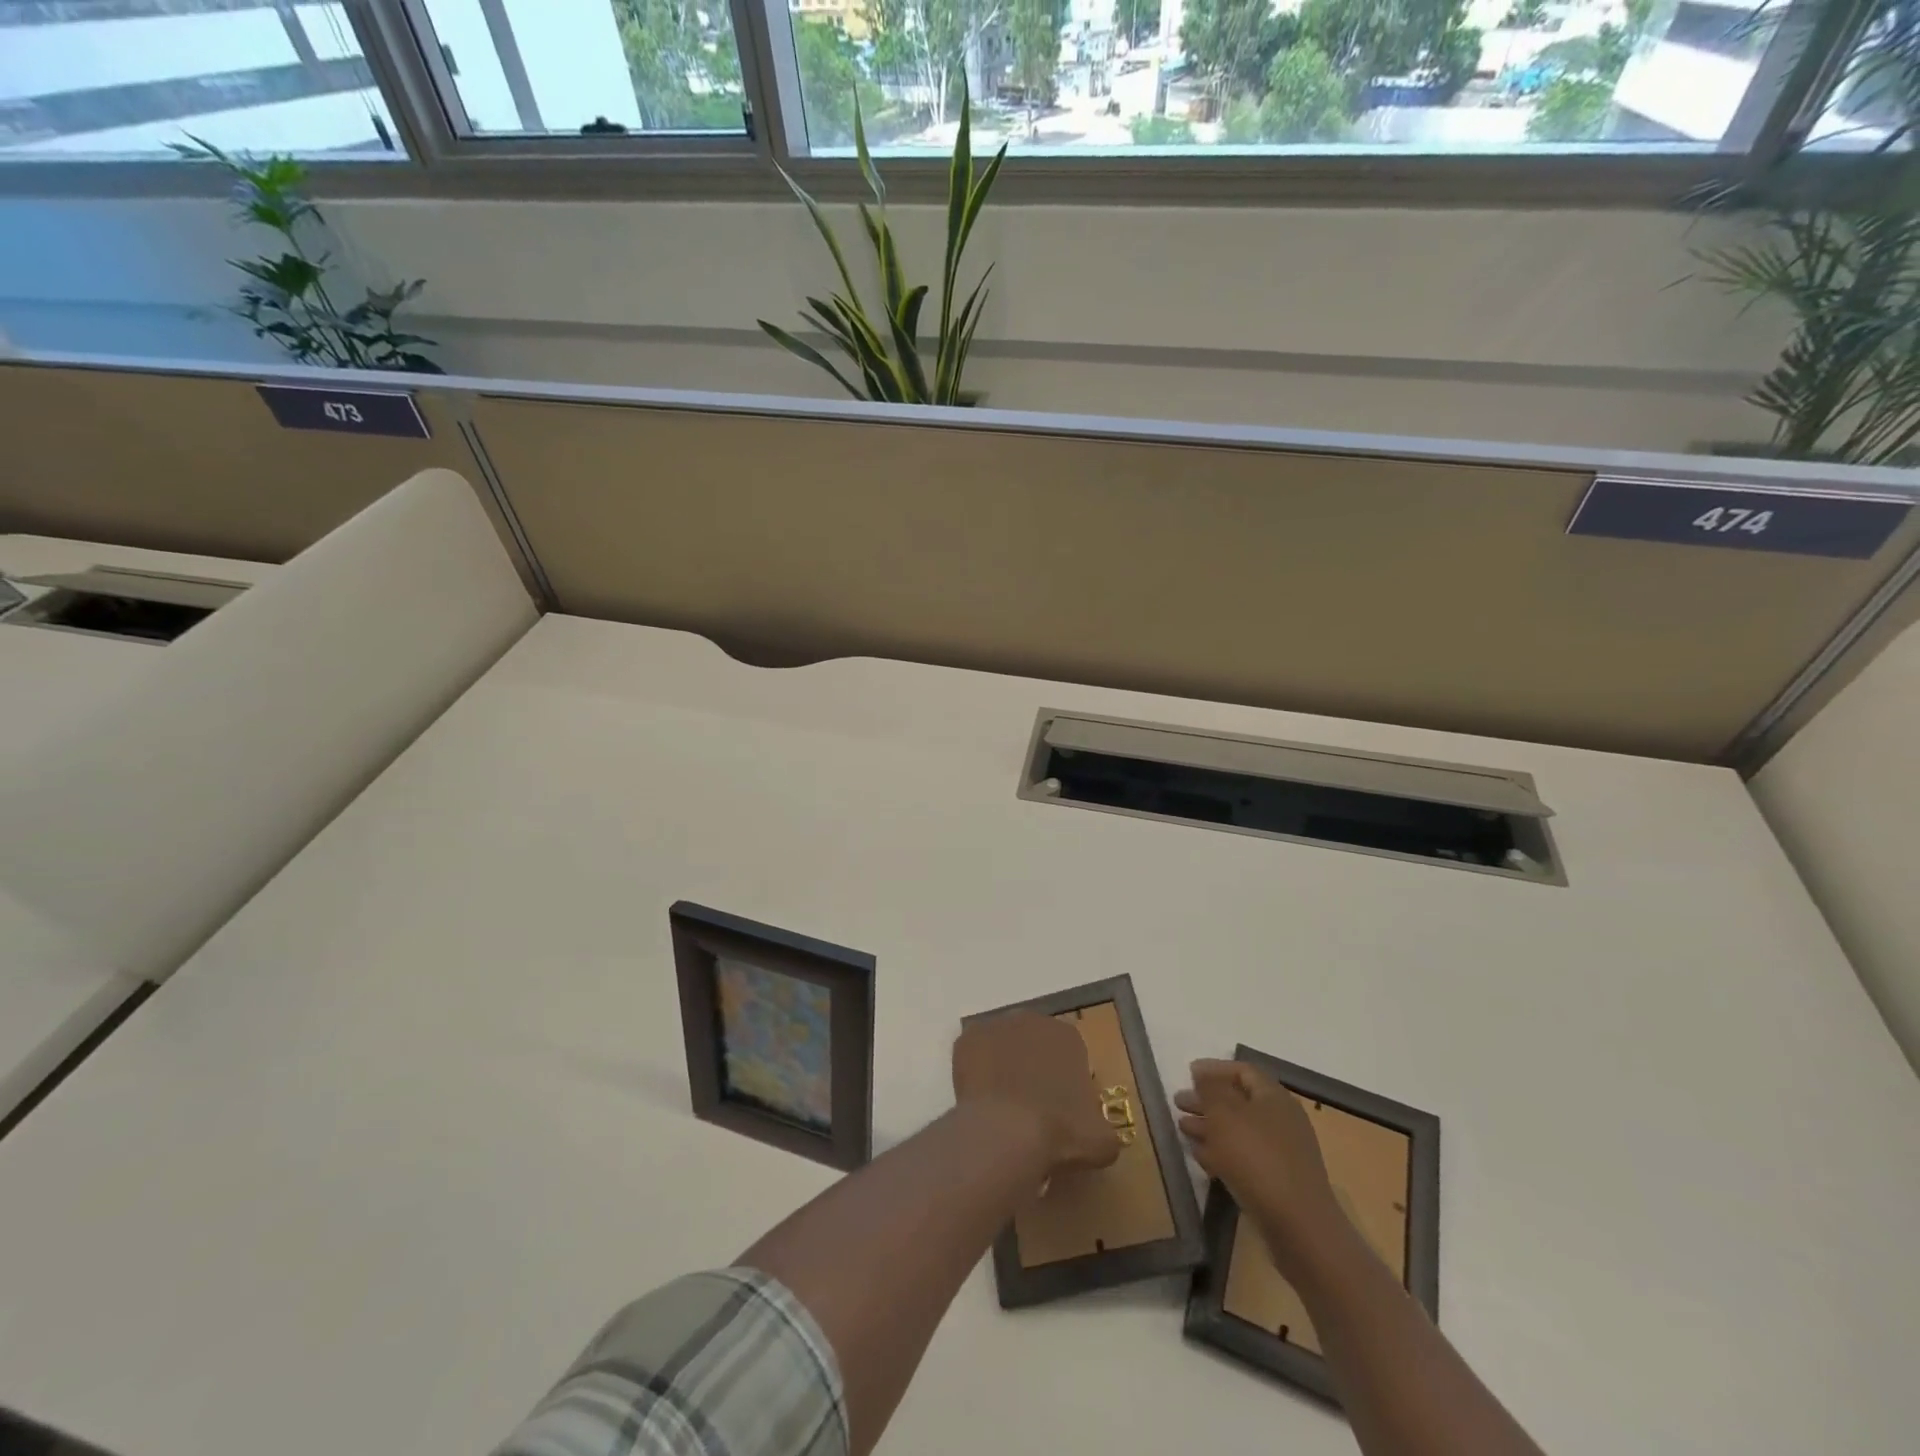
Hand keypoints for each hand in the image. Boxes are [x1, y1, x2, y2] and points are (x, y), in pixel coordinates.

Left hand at [952, 1011, 1122, 1175]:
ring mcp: (996, 1026)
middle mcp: (1032, 1021)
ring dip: (1004, 1066)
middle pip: (1034, 1043)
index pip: (1070, 1052)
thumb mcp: (1100, 1141)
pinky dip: (977, 1072)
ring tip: (1003, 1106)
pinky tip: (981, 1100)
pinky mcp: (967, 1040)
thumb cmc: (1060, 1132)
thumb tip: (1101, 1137)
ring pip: (1003, 1046)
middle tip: (1031, 1105)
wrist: (1007, 1132)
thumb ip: (1104, 1131)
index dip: (1065, 1080)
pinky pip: (974, 1055)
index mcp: (1067, 1036)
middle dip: (1034, 1067)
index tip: (1061, 1107)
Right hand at [1175, 1059, 1346, 1275]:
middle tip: (1178, 1104)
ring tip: (1182, 1129)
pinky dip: (1221, 1152)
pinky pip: (1245, 1156)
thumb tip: (1202, 1073)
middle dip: (1206, 1100)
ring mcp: (1282, 1152)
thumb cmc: (1257, 1158)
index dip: (1214, 1068)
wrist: (1298, 1226)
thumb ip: (1210, 1089)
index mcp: (1274, 1097)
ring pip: (1238, 1130)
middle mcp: (1281, 1120)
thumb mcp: (1225, 1114)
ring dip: (1209, 1127)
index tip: (1188, 1073)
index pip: (1243, 1071)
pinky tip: (1201, 1157)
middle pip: (1238, 1101)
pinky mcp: (1277, 1180)